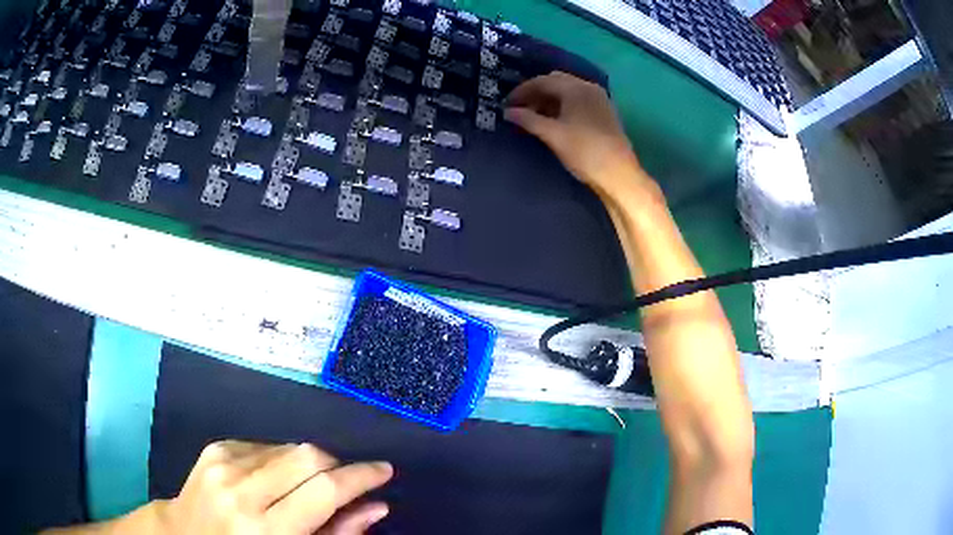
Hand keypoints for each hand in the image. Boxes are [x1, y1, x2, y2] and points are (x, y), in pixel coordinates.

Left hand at [156, 440, 392, 534]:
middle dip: (337, 465)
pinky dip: (282, 459)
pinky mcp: (215, 447)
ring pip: (289, 446)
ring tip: (304, 488)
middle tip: (345, 483)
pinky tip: (274, 480)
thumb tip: (376, 506)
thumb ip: (337, 533)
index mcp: (265, 529)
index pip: (325, 490)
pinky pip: (265, 444)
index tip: (383, 471)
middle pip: (309, 456)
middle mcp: (242, 490)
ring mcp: (223, 463)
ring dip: (309, 464)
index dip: (361, 476)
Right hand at [504, 71, 648, 198]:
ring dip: (549, 99)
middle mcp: (588, 87)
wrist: (618, 174)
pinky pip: (578, 100)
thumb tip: (508, 112)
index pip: (542, 81)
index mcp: (575, 88)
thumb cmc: (584, 151)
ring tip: (534, 116)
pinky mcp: (604, 111)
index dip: (522, 91)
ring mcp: (599, 99)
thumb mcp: (552, 135)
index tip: (507, 104)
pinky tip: (555, 120)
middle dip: (536, 93)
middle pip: (555, 82)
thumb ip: (528, 120)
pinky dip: (563, 105)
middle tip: (520, 109)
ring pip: (567, 91)